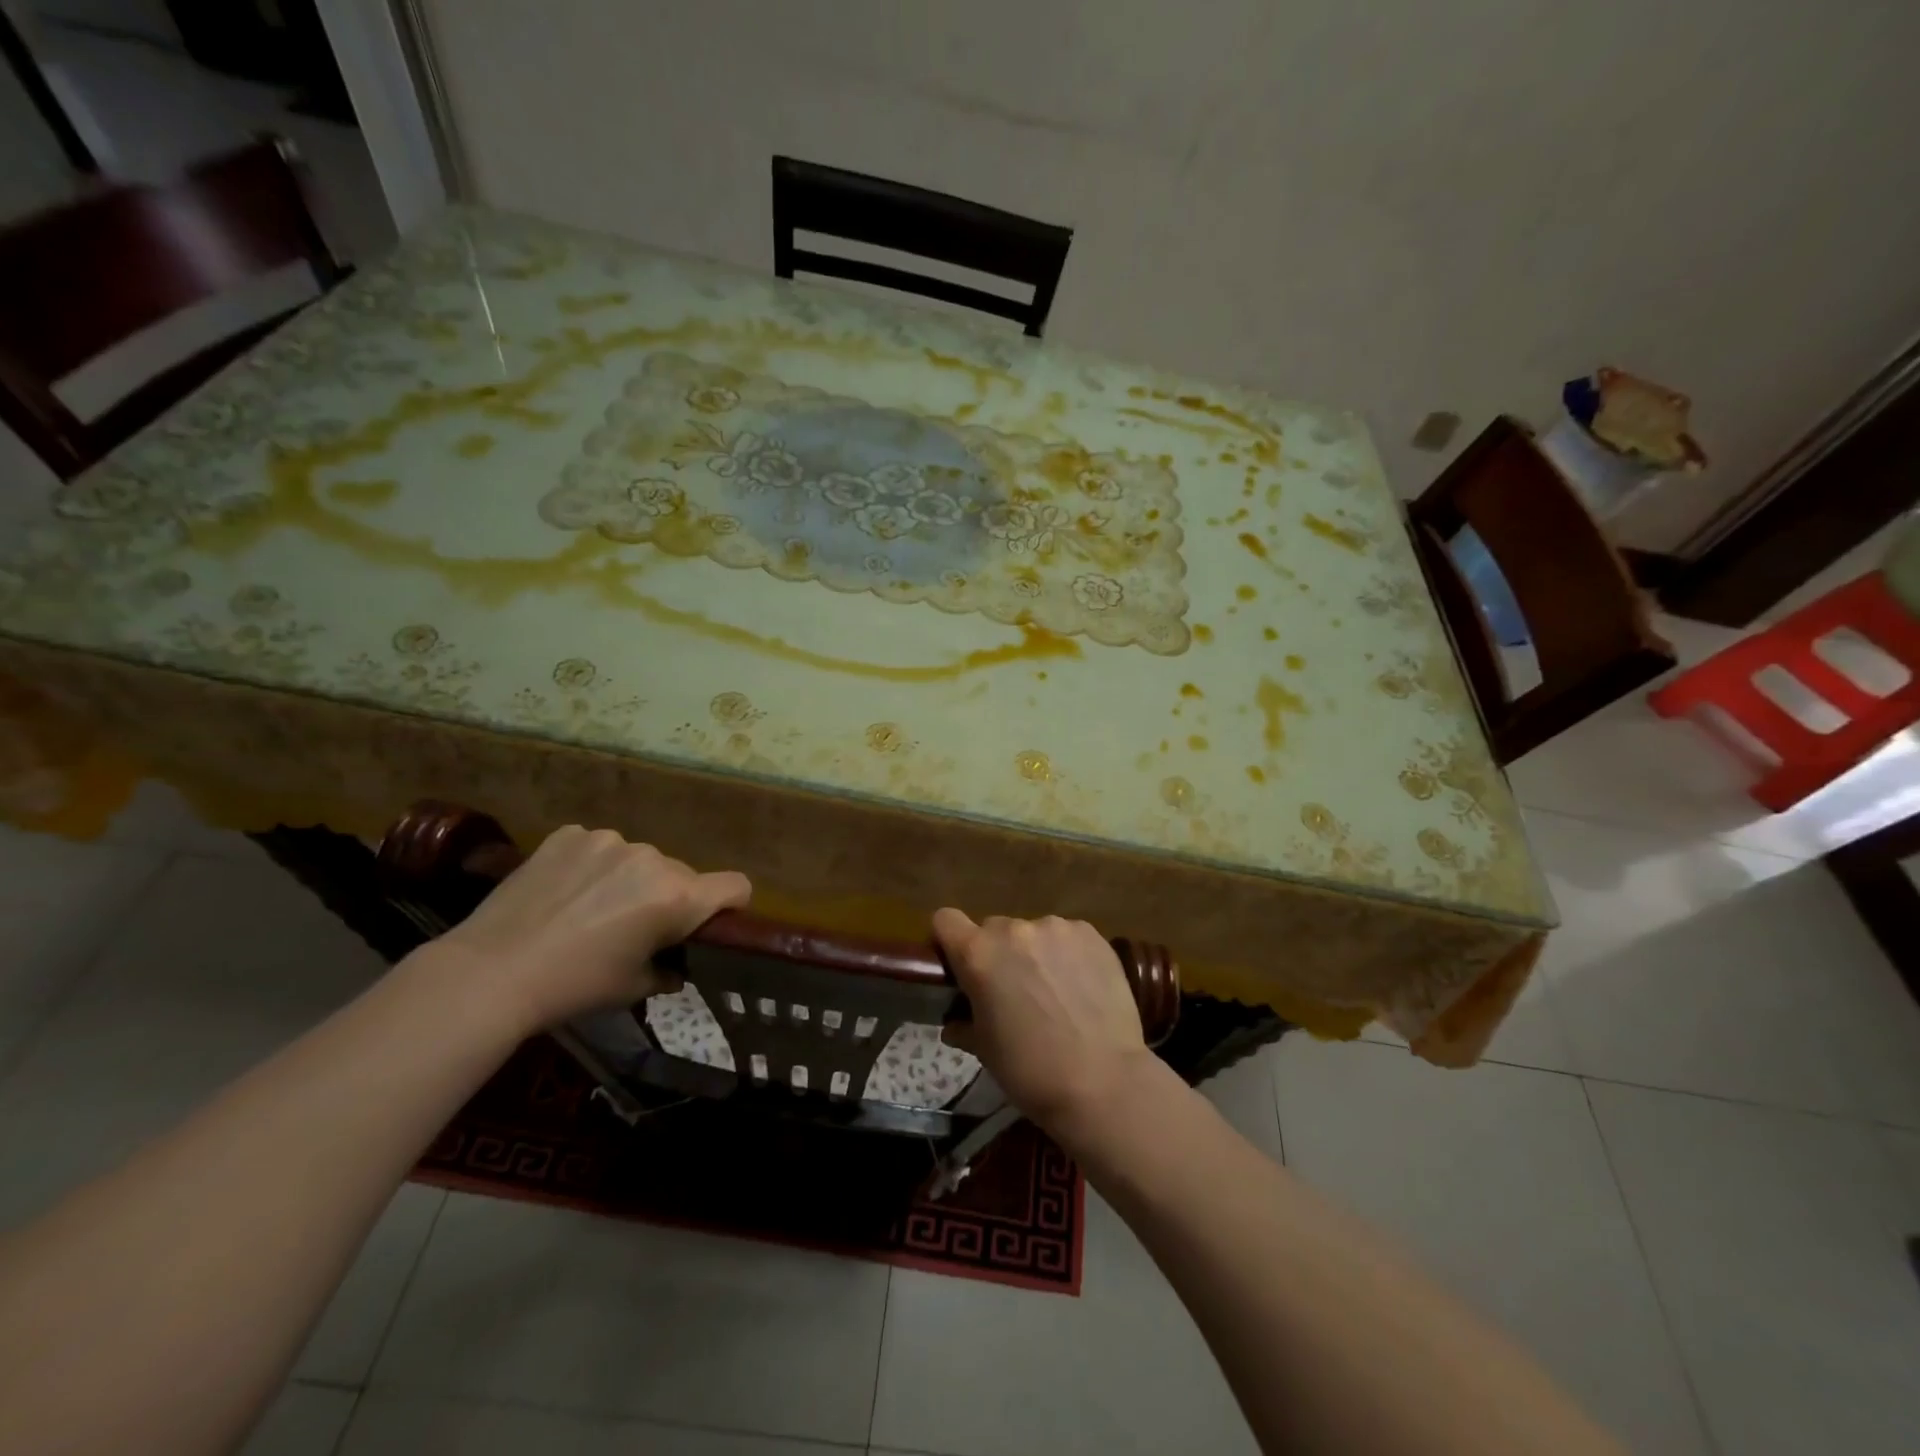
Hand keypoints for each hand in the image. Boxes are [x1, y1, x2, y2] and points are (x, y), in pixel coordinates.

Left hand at [429, 826, 750, 1030]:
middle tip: (633, 929)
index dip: (731, 905)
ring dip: (629, 880)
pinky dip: (592, 866)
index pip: (736, 886)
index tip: (709, 924)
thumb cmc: (574, 986)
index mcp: (677, 896)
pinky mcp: (572, 834)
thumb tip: (675, 966)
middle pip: (681, 876)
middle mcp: (653, 859)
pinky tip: (563, 892)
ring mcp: (610, 840)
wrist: (490, 972)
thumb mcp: (633, 988)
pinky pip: (599, 848)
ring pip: (639, 860)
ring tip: (589, 910)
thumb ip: (668, 970)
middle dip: (668, 898)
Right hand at [933, 909, 1161, 1136]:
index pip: (945, 920)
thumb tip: (956, 1021)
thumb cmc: (1031, 1071)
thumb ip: (964, 1023)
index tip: (958, 966)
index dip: (948, 941)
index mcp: (978, 954)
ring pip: (1032, 933)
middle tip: (1012, 991)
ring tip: (1055, 992)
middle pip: (992, 928)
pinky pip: (1067, 937)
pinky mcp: (1091, 934)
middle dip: (996, 954)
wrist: (1103, 1081)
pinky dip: (1067, 955)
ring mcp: (1056, 927)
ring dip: (1034, 953)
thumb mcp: (985, 1050)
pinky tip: (1081, 987)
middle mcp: (1014, 930)